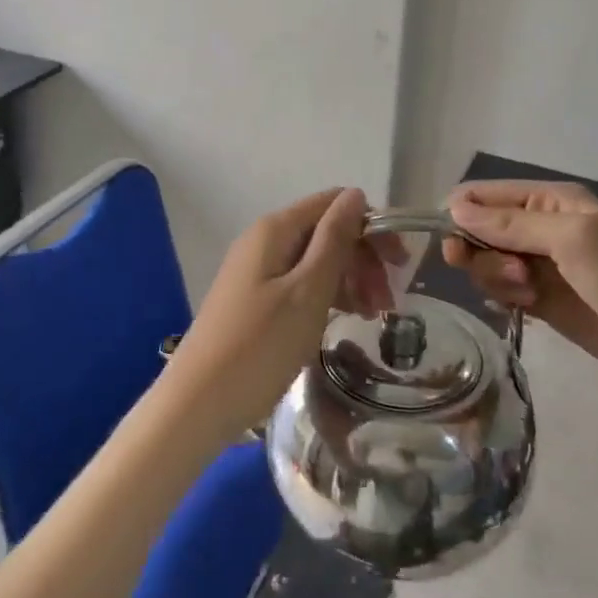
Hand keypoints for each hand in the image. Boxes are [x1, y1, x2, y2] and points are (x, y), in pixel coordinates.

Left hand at [161, 187, 377, 437]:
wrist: (198, 403)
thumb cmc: (260, 346)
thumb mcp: (308, 292)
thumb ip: (334, 240)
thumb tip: (355, 195)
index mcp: (276, 229)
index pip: (334, 204)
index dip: (371, 227)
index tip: (399, 266)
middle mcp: (264, 240)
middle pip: (326, 231)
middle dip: (362, 258)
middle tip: (388, 302)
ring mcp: (257, 271)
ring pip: (315, 260)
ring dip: (349, 280)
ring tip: (373, 316)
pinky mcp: (255, 299)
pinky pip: (300, 283)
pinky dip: (327, 296)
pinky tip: (345, 320)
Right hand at [443, 180, 597, 417]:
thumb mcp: (574, 242)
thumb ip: (512, 224)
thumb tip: (454, 207)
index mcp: (553, 201)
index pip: (486, 196)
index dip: (461, 215)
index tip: (452, 246)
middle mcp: (546, 228)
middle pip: (482, 229)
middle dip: (481, 250)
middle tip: (509, 276)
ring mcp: (547, 267)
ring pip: (491, 261)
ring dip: (495, 277)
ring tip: (528, 296)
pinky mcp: (548, 303)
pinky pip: (506, 290)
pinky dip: (504, 296)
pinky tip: (523, 308)